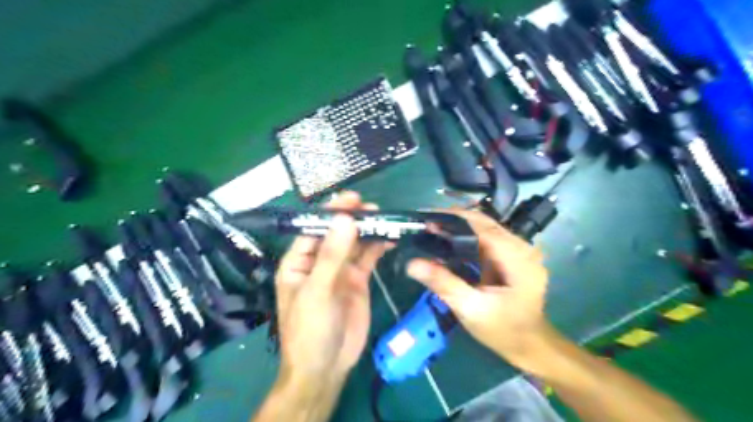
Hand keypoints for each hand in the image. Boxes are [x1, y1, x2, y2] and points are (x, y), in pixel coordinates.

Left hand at [276, 191, 393, 385]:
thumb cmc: (310, 330)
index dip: (332, 214)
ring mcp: (339, 271)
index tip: (352, 200)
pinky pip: (367, 258)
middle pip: (337, 234)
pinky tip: (388, 237)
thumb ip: (332, 256)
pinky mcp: (357, 281)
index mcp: (299, 262)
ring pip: (354, 244)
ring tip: (385, 218)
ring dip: (367, 231)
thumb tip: (345, 219)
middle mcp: (319, 262)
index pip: (315, 230)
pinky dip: (377, 247)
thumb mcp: (317, 291)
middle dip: (353, 220)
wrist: (326, 367)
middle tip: (373, 207)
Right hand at [409, 210, 551, 373]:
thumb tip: (412, 264)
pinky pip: (488, 238)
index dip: (454, 219)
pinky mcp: (514, 256)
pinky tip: (451, 240)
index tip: (427, 218)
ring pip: (486, 227)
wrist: (529, 345)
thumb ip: (443, 283)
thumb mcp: (470, 309)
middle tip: (426, 223)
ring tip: (434, 229)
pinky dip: (468, 236)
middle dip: (455, 220)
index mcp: (518, 259)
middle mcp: (523, 248)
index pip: (483, 228)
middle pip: (485, 223)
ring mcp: (520, 251)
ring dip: (460, 226)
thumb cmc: (502, 330)